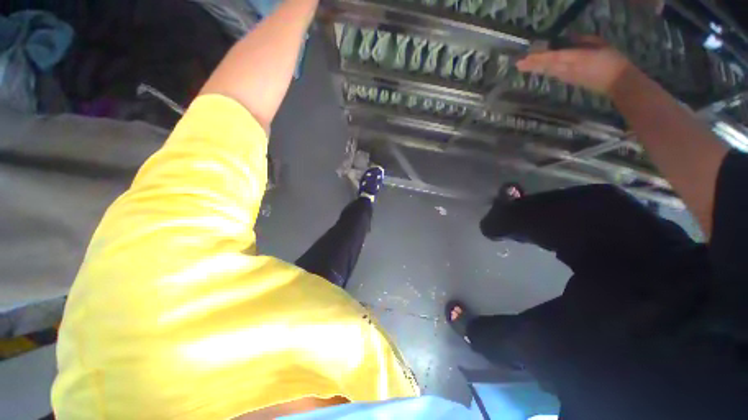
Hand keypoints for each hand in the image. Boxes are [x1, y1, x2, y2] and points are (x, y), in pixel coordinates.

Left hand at [516, 36, 634, 95]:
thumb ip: (583, 41)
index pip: (554, 57)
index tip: (527, 56)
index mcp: (578, 58)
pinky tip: (537, 70)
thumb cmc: (613, 60)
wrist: (618, 82)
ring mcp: (568, 77)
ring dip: (535, 68)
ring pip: (548, 71)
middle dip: (532, 64)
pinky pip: (554, 75)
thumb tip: (568, 38)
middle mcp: (569, 69)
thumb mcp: (601, 44)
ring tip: (522, 66)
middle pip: (547, 65)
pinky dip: (544, 71)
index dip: (540, 57)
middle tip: (517, 63)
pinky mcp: (569, 81)